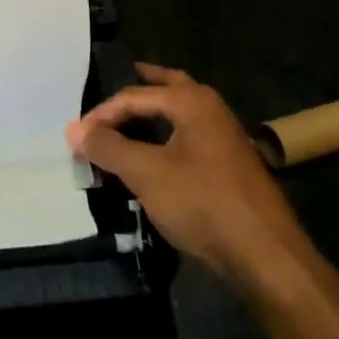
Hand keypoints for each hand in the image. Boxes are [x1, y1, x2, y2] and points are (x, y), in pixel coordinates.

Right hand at [67, 63, 308, 286]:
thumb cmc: (202, 202)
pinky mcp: (230, 166)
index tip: (78, 136)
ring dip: (155, 112)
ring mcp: (225, 138)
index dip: (103, 114)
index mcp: (192, 102)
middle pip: (169, 87)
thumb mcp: (146, 173)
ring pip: (182, 113)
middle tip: (117, 84)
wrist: (265, 254)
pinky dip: (168, 136)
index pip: (134, 95)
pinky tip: (157, 154)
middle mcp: (212, 110)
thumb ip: (108, 147)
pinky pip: (190, 137)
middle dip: (142, 85)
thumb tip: (73, 129)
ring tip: (130, 118)